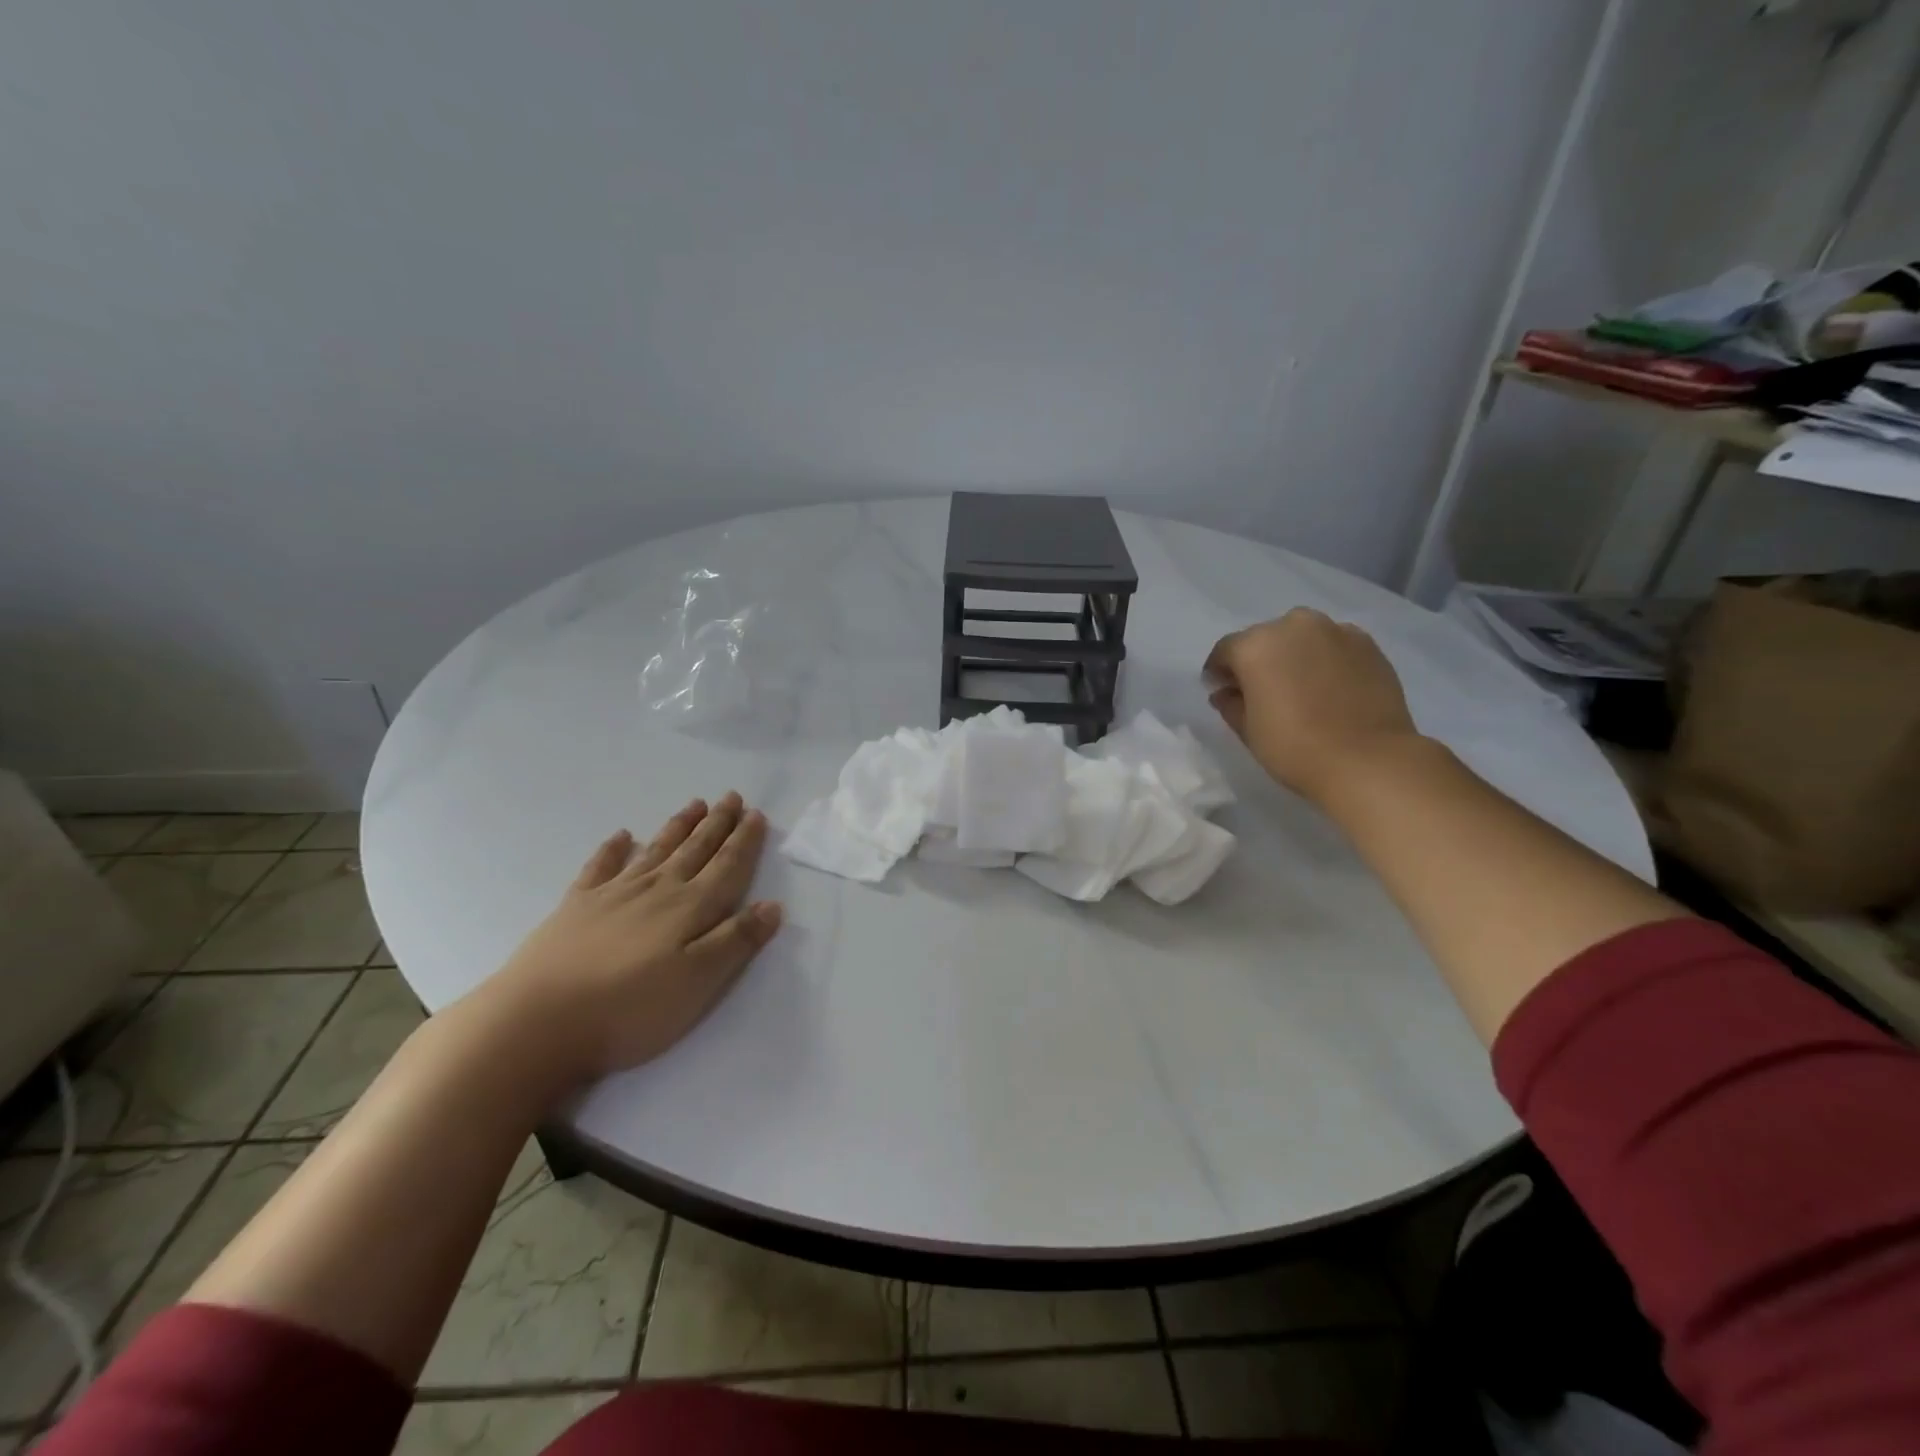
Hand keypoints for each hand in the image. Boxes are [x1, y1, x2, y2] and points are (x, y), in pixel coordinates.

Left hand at [477, 793, 781, 1082]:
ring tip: (695, 804)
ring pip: (656, 851)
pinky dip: (613, 849)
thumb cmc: (629, 1008)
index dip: (744, 841)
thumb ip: (736, 941)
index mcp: (690, 908)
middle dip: (717, 824)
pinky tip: (622, 837)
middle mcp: (656, 890)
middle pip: (694, 850)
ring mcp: (613, 895)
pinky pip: (600, 867)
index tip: (756, 814)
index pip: (727, 867)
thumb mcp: (698, 982)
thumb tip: (772, 905)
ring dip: (678, 827)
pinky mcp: (575, 908)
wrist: (537, 1022)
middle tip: (731, 797)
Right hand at [1204, 609, 1418, 802]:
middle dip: (1258, 660)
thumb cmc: (1294, 747)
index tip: (1222, 692)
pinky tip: (1329, 687)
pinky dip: (1325, 659)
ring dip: (1294, 656)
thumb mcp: (1248, 730)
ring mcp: (1335, 631)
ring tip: (1299, 687)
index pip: (1225, 651)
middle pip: (1265, 639)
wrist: (1368, 760)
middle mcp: (1293, 626)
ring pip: (1302, 638)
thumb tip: (1226, 692)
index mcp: (1255, 645)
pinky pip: (1334, 646)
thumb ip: (1230, 704)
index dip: (1219, 673)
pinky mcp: (1368, 644)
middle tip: (1262, 690)